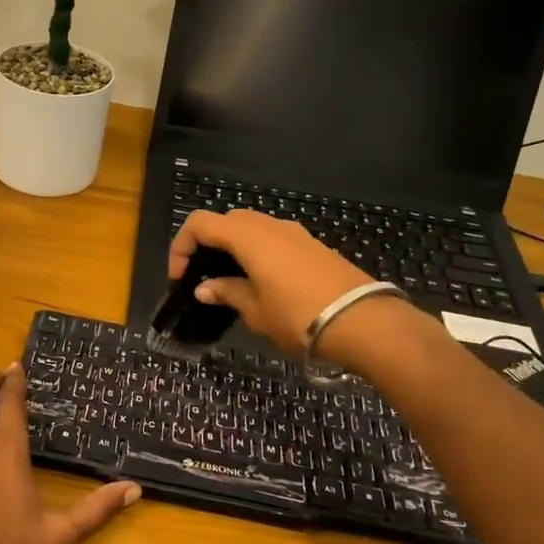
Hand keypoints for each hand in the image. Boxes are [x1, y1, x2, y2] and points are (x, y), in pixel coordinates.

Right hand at [168, 209, 385, 354]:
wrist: (364, 322)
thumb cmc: (299, 317)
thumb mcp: (255, 311)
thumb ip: (227, 293)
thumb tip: (205, 288)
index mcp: (249, 237)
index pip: (201, 223)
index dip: (182, 245)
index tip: (180, 277)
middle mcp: (271, 226)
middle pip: (227, 220)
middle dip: (208, 242)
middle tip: (202, 274)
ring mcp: (296, 233)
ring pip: (253, 227)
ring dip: (234, 246)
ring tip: (231, 280)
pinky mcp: (314, 246)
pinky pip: (274, 238)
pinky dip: (258, 251)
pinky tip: (262, 281)